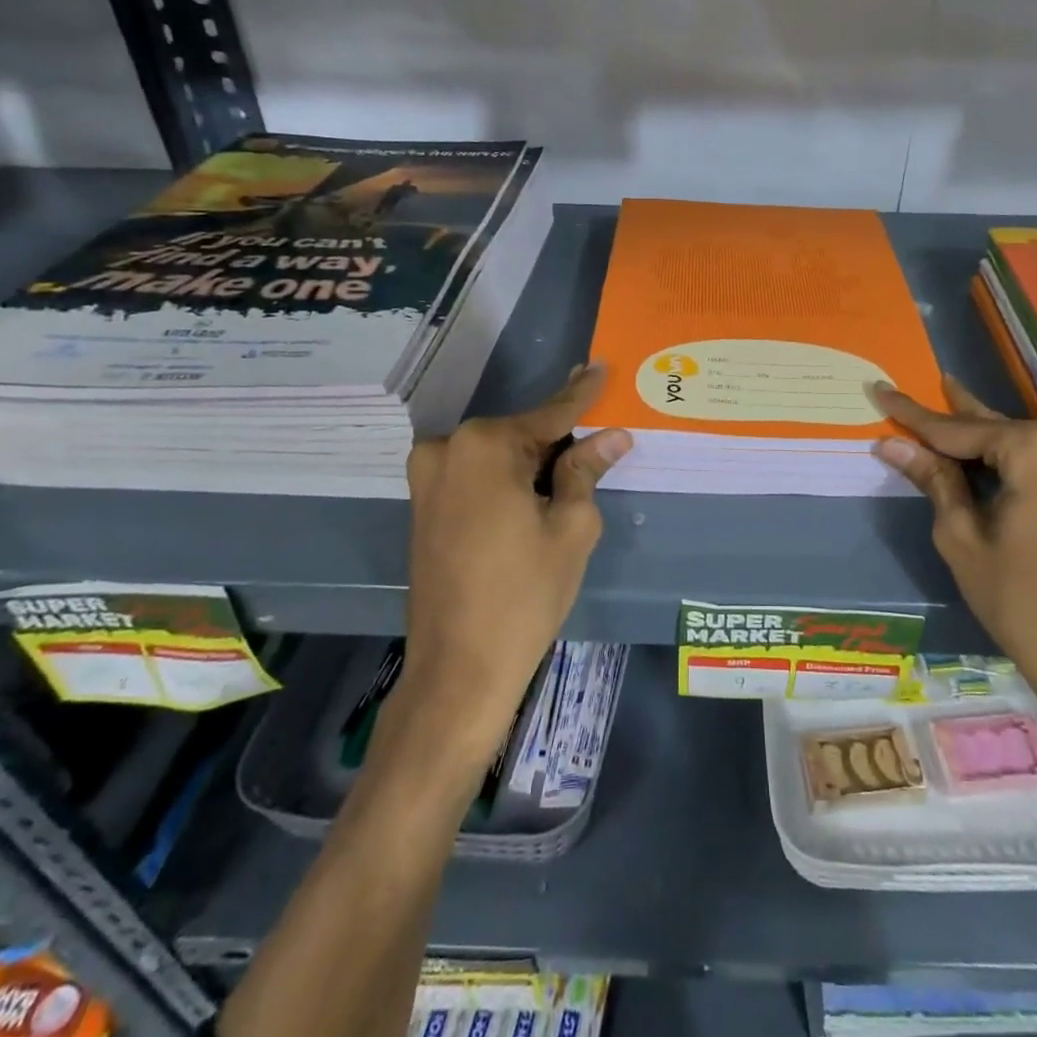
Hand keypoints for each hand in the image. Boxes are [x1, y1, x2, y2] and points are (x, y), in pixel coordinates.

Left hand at [384, 363, 631, 766]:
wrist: (458, 669)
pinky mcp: (423, 504)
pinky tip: (536, 494)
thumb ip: (586, 470)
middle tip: (598, 434)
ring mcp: (428, 477)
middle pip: (521, 433)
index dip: (582, 394)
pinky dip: (508, 478)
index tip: (600, 367)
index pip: (550, 414)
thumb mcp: (571, 527)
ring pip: (498, 455)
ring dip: (533, 460)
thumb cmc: (525, 594)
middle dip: (559, 437)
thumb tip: (612, 435)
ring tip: (573, 472)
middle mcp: (448, 448)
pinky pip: (476, 475)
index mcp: (485, 445)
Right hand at [873, 376, 1036, 828]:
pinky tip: (984, 454)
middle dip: (952, 414)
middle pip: (994, 427)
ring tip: (946, 407)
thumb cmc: (1021, 603)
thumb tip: (893, 444)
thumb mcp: (962, 538)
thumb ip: (933, 480)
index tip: (880, 388)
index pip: (957, 428)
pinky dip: (1010, 458)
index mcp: (1036, 450)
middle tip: (917, 387)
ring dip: (982, 437)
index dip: (913, 414)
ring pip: (1020, 443)